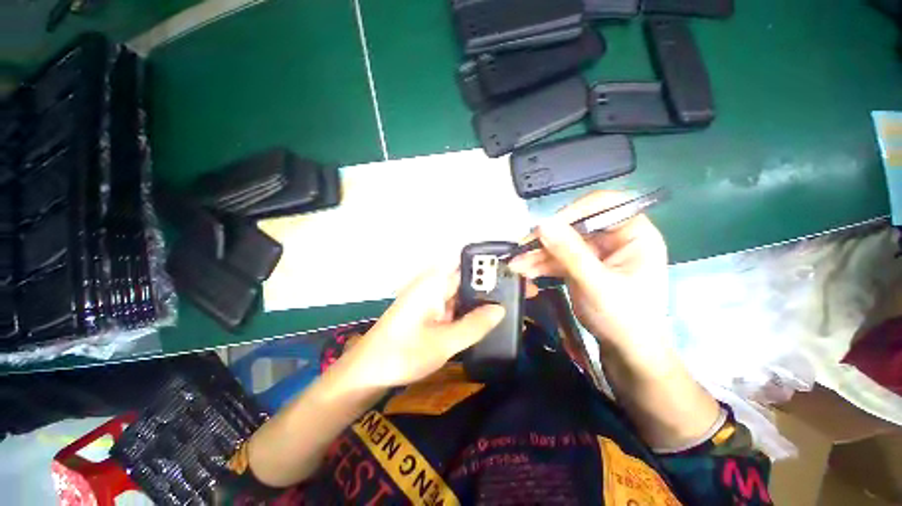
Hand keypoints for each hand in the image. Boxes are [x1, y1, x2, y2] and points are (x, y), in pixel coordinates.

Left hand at [345, 266, 505, 387]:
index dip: (492, 262)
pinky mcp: (431, 310)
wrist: (368, 372)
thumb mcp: (443, 343)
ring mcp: (432, 297)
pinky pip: (456, 304)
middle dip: (495, 282)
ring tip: (515, 302)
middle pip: (469, 276)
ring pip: (464, 291)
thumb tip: (501, 309)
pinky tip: (490, 317)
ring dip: (485, 297)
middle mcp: (434, 283)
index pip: (468, 260)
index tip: (516, 270)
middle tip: (524, 290)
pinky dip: (472, 310)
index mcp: (434, 281)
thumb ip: (474, 325)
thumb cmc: (402, 354)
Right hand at [508, 191, 669, 355]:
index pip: (605, 205)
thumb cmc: (624, 318)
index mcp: (634, 234)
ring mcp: (596, 252)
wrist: (626, 350)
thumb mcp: (596, 284)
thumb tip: (542, 224)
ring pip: (562, 243)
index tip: (548, 226)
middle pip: (575, 225)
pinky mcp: (582, 265)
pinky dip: (541, 264)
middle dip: (547, 239)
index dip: (575, 211)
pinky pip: (558, 258)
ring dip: (538, 254)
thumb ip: (569, 253)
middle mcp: (615, 238)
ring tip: (516, 264)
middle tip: (522, 248)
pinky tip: (525, 270)